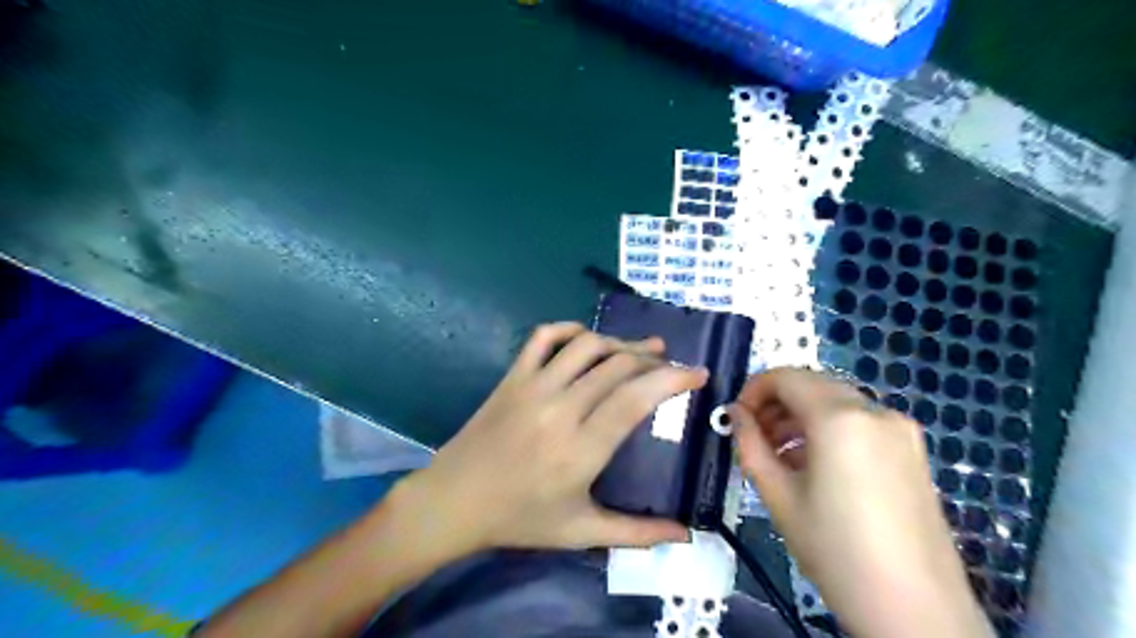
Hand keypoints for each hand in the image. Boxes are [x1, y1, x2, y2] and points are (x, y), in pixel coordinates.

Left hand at [396, 325, 708, 558]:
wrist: (453, 502)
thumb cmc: (518, 519)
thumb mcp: (579, 531)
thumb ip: (636, 533)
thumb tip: (687, 535)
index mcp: (580, 448)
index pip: (636, 398)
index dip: (672, 380)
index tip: (697, 374)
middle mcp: (560, 409)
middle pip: (618, 366)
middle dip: (654, 360)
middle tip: (673, 365)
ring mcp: (532, 387)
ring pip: (587, 345)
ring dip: (620, 342)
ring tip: (642, 349)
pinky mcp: (512, 376)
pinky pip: (543, 337)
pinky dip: (570, 329)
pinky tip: (588, 339)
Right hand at [732, 369, 992, 637]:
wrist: (916, 611)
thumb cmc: (836, 552)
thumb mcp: (778, 496)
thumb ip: (750, 444)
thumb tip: (735, 414)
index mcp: (840, 418)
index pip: (786, 377)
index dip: (753, 389)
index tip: (737, 417)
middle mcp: (875, 411)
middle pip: (813, 384)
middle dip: (777, 402)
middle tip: (755, 437)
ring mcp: (900, 429)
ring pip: (837, 401)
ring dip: (801, 415)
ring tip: (780, 454)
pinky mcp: (912, 450)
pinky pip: (860, 421)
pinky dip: (829, 429)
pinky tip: (814, 464)